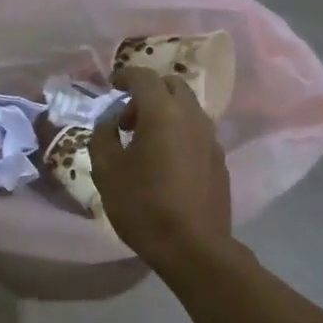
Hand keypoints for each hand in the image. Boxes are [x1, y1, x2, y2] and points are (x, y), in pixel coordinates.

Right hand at [90, 67, 232, 269]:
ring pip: (188, 108)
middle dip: (148, 92)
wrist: (193, 247)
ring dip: (165, 112)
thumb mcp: (106, 171)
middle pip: (172, 85)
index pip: (144, 77)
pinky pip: (197, 131)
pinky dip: (179, 131)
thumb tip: (111, 122)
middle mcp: (192, 117)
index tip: (112, 84)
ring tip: (144, 140)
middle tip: (127, 117)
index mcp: (162, 113)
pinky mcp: (219, 160)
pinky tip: (165, 160)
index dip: (125, 75)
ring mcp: (211, 138)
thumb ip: (103, 136)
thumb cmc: (142, 206)